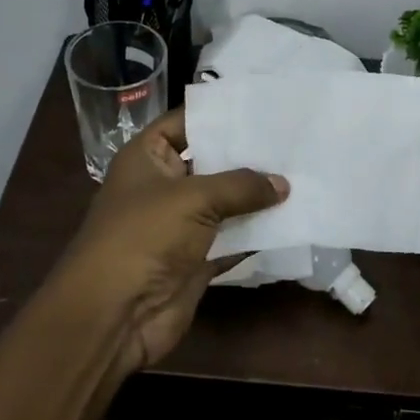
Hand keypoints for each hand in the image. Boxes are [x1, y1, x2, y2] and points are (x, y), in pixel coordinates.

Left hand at [48, 108, 287, 374]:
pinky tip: (294, 217)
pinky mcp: (197, 258)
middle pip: (211, 161)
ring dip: (258, 195)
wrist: (115, 314)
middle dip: (248, 154)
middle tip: (295, 138)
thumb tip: (283, 184)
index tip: (263, 105)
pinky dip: (258, 232)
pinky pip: (233, 238)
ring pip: (226, 202)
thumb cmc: (144, 236)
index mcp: (147, 157)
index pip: (185, 122)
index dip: (219, 113)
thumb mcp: (193, 198)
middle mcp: (164, 185)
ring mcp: (181, 224)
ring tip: (303, 172)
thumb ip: (241, 186)